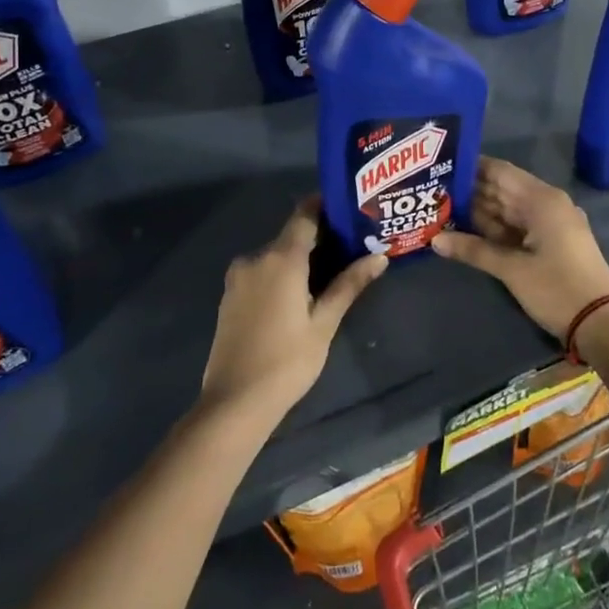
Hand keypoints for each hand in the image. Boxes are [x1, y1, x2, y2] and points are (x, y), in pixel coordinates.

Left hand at [200, 198, 386, 425]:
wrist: (234, 403)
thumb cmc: (287, 361)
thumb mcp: (324, 323)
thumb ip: (349, 284)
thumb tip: (379, 257)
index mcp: (280, 258)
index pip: (304, 214)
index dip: (325, 205)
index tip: (349, 207)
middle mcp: (255, 258)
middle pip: (291, 235)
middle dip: (319, 237)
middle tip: (351, 246)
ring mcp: (238, 278)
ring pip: (275, 256)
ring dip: (299, 258)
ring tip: (330, 272)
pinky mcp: (229, 296)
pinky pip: (261, 273)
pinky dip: (281, 274)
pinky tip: (298, 294)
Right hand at [433, 158, 608, 337]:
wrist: (602, 323)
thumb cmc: (557, 288)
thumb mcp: (512, 269)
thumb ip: (473, 250)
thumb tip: (435, 239)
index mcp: (541, 199)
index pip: (500, 171)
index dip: (471, 168)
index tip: (440, 167)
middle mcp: (547, 204)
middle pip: (503, 189)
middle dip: (470, 192)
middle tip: (433, 191)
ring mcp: (551, 224)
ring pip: (508, 210)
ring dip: (479, 212)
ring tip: (441, 209)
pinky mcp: (552, 242)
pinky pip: (518, 227)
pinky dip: (495, 229)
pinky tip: (467, 232)